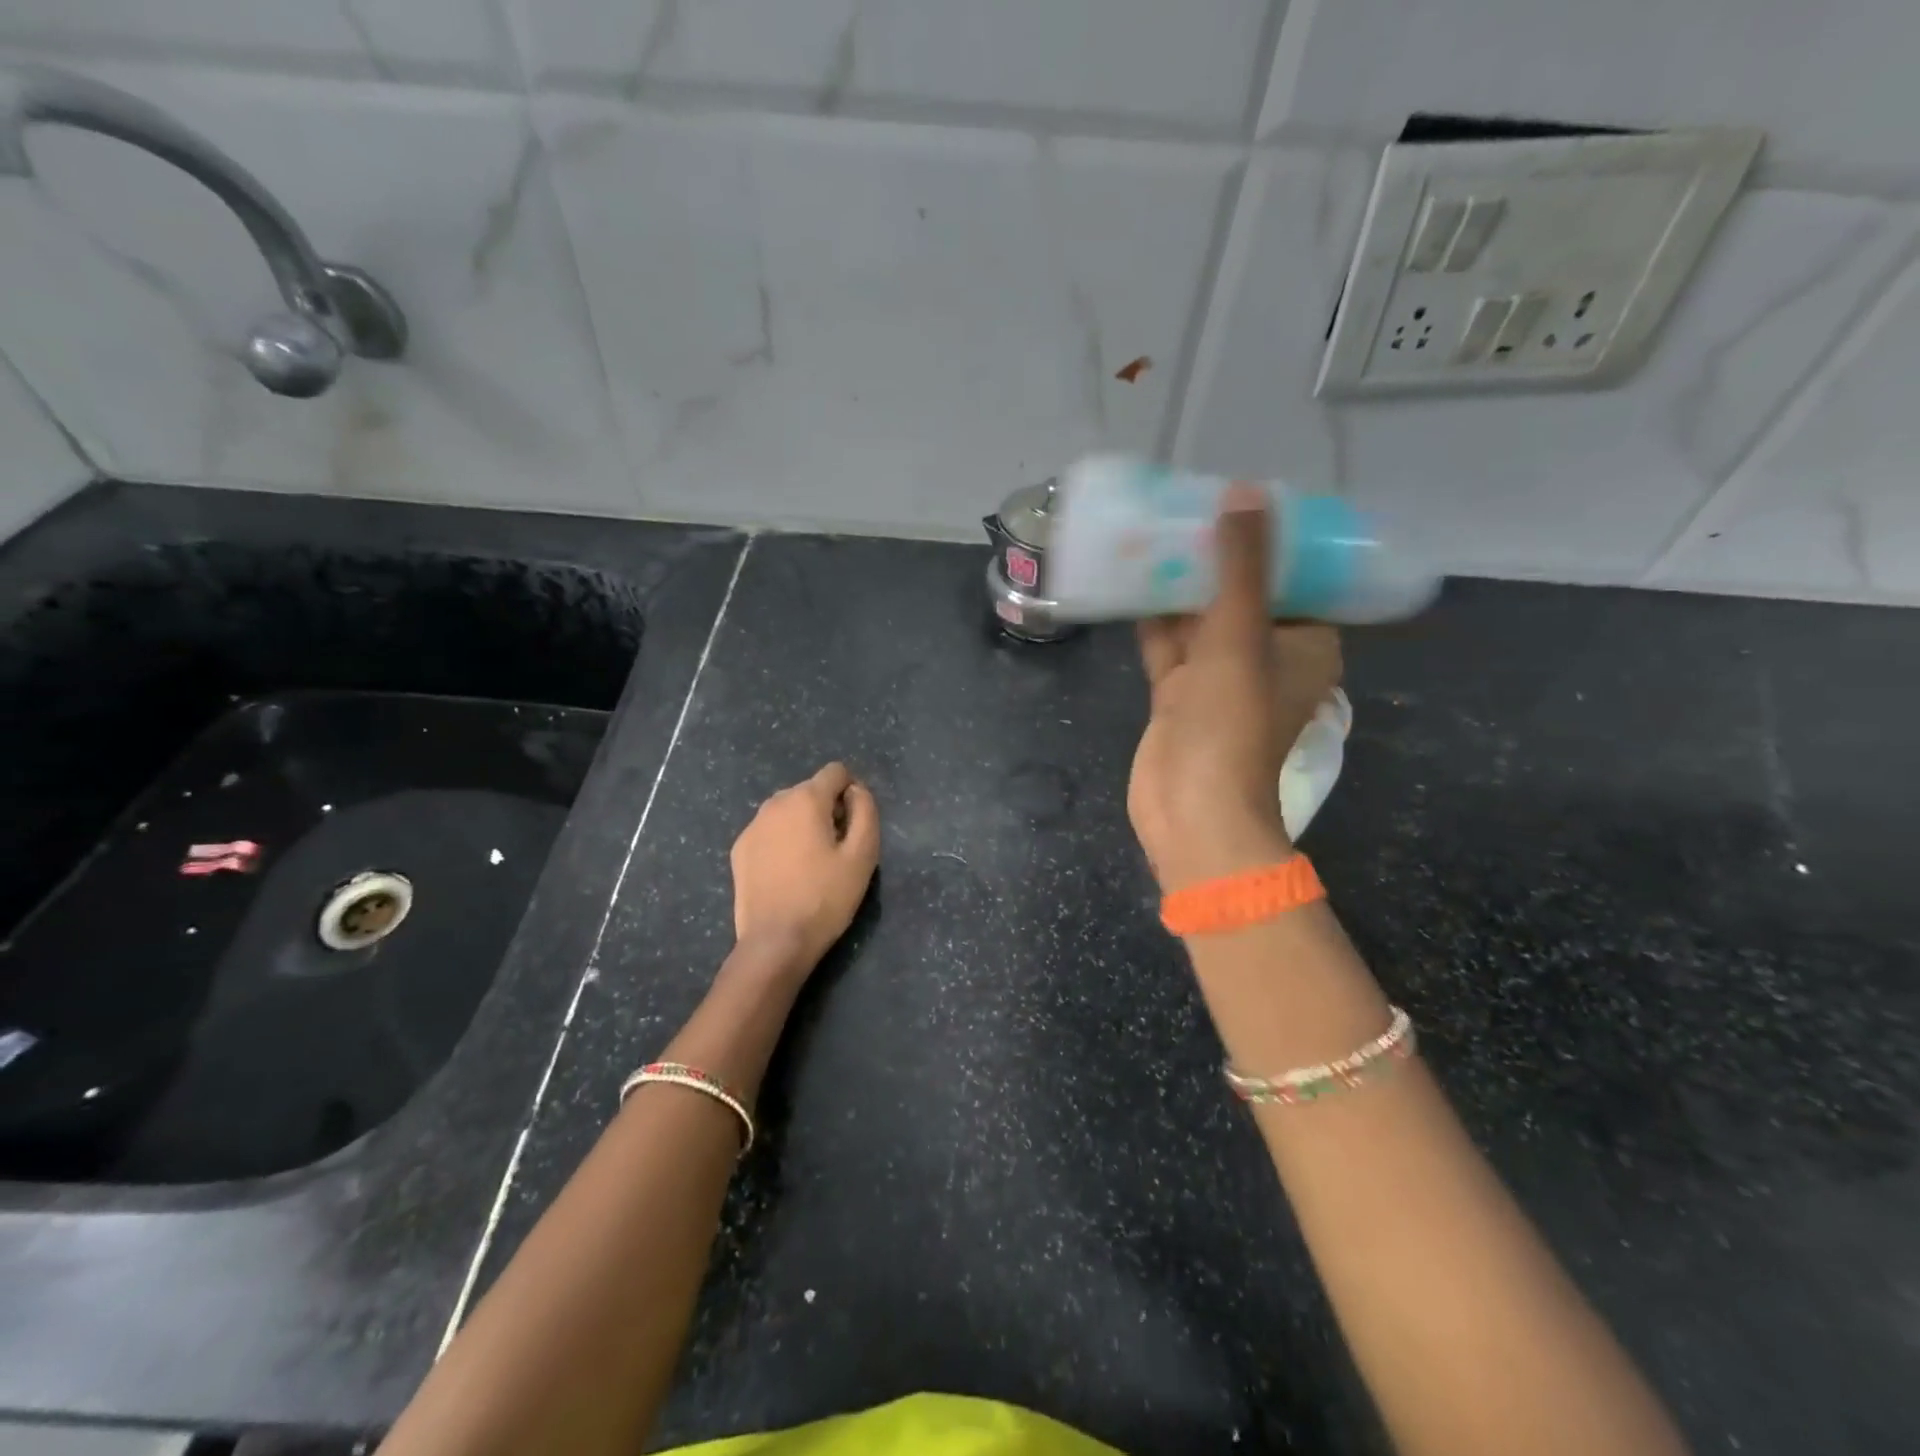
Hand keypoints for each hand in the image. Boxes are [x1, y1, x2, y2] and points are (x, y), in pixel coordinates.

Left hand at [730, 762, 880, 970]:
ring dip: (804, 824)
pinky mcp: (740, 849)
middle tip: (836, 850)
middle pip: (811, 791)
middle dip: (827, 809)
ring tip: (812, 863)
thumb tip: (856, 791)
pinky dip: (782, 841)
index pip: (836, 772)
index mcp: (806, 799)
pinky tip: (788, 873)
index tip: (855, 825)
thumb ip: (866, 811)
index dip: (852, 792)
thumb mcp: (863, 855)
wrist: (775, 942)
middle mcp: (775, 803)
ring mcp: (752, 826)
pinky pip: (770, 831)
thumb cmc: (826, 897)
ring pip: (788, 811)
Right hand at [1128, 483, 1341, 891]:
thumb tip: (1245, 490)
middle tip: (1188, 507)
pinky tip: (1129, 579)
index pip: (1297, 579)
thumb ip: (1241, 563)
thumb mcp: (1240, 632)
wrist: (1190, 806)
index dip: (1273, 539)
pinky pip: (1169, 645)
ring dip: (1179, 585)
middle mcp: (1267, 658)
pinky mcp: (1180, 695)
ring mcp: (1220, 679)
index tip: (1244, 500)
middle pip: (1244, 594)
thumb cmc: (1231, 719)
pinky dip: (1153, 618)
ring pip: (1200, 620)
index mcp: (1305, 644)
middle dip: (1216, 556)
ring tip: (1152, 532)